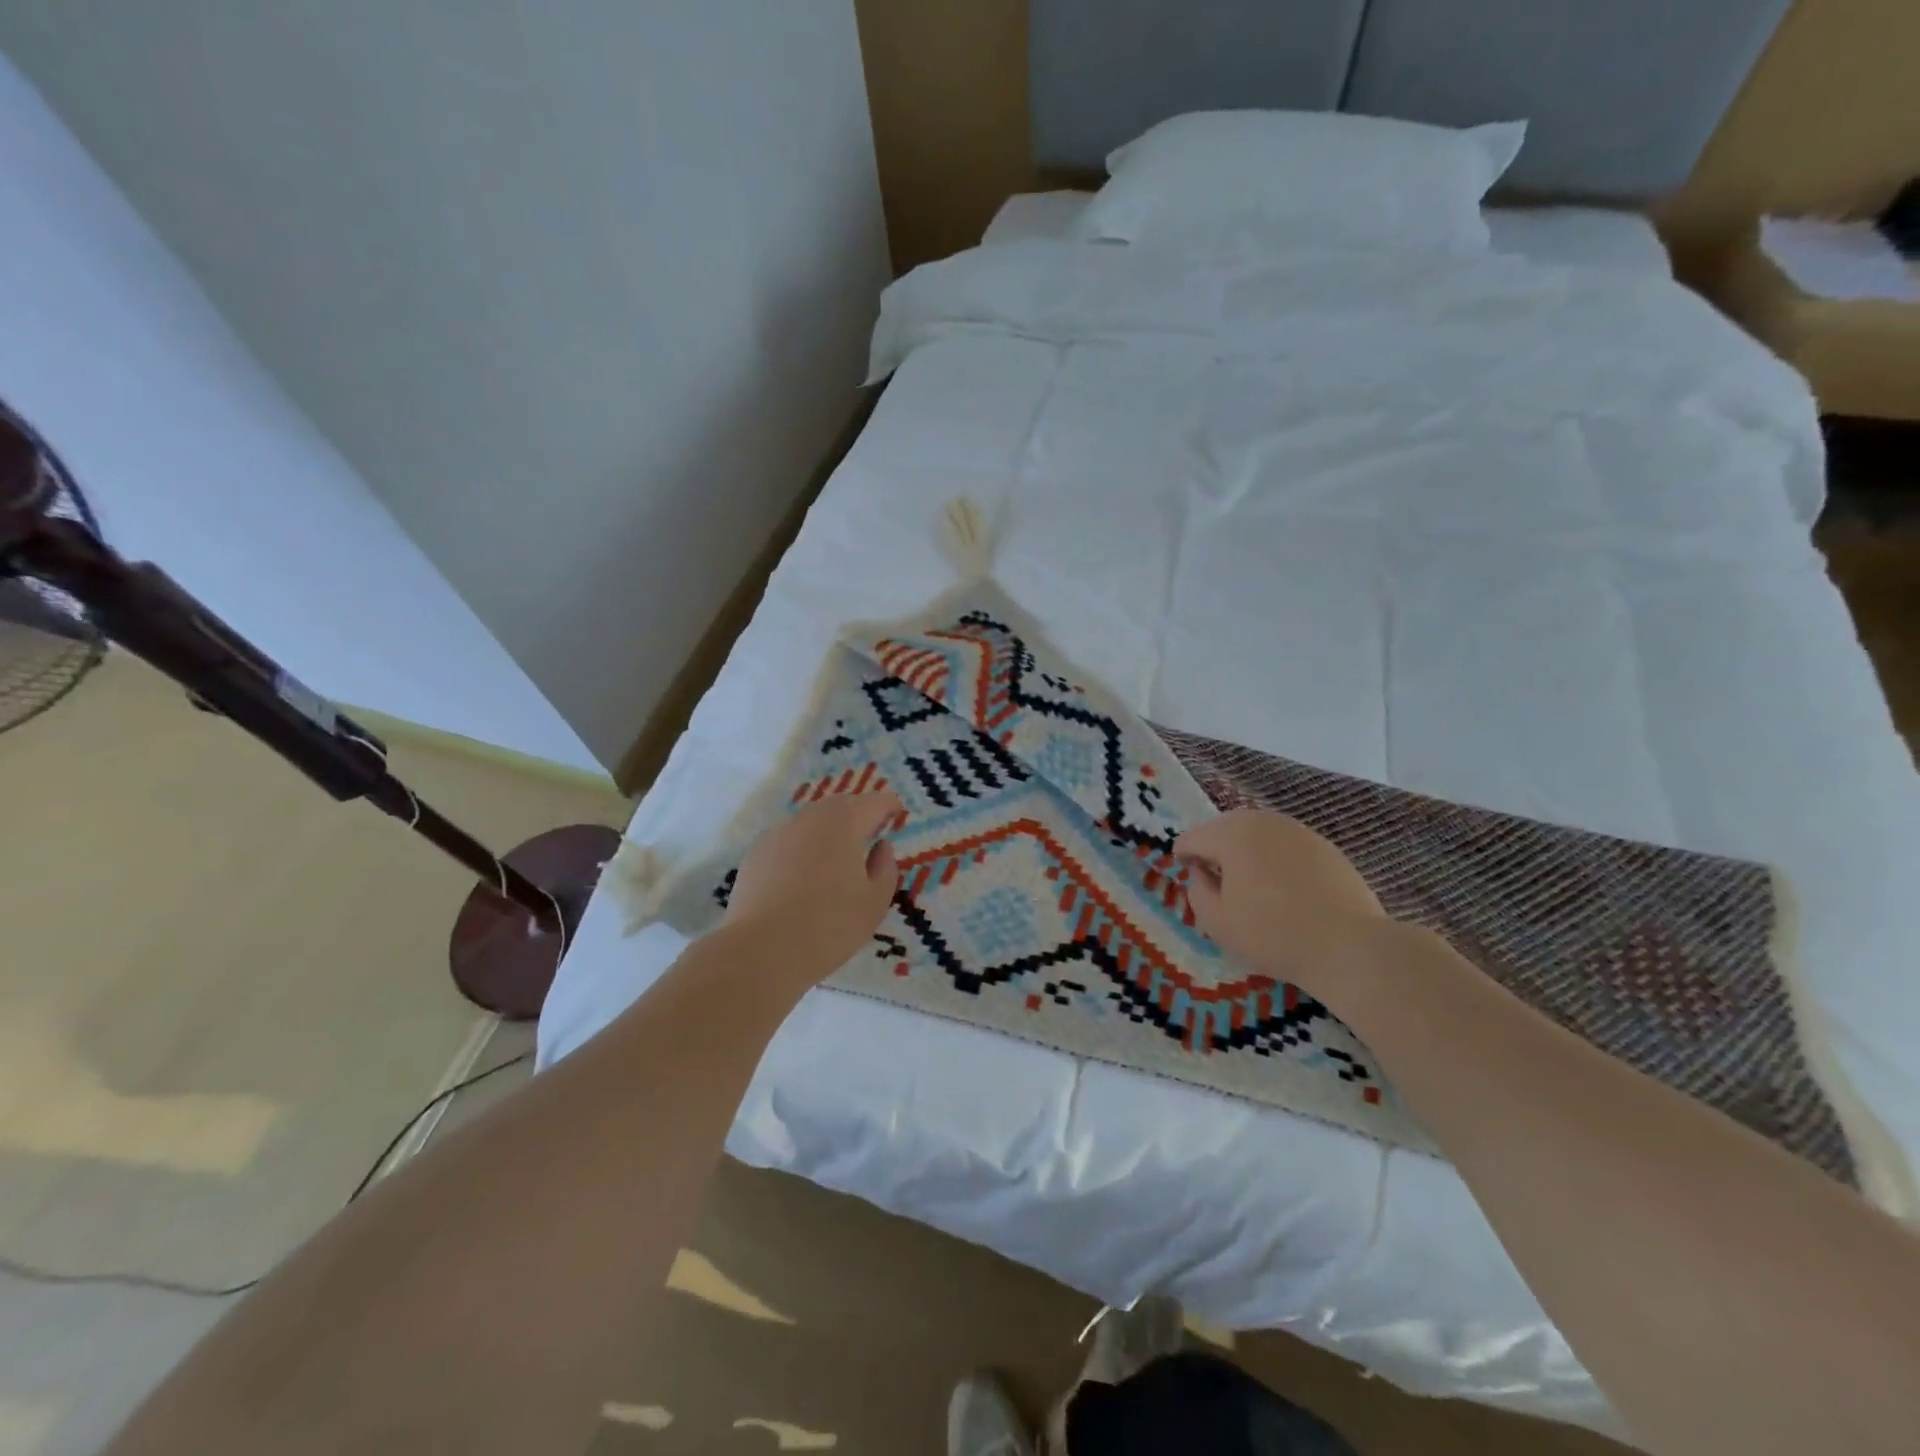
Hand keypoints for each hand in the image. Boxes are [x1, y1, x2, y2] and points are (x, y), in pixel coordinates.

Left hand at [721, 790, 903, 982]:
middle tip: (870, 828)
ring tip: (837, 852)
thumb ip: (885, 869)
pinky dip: (802, 847)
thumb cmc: (829, 925)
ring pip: (810, 822)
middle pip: (839, 806)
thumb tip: (881, 847)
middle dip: (857, 813)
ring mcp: (778, 834)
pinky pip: (788, 841)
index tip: (897, 812)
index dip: (888, 805)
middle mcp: (810, 819)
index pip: (873, 802)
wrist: (761, 950)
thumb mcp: (874, 903)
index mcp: (844, 823)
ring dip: (828, 830)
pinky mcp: (755, 854)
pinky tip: (803, 873)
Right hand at [1175, 809, 1390, 1000]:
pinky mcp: (1325, 846)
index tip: (1190, 881)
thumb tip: (1202, 874)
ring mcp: (1298, 831)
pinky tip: (1285, 892)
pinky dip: (1276, 861)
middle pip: (1224, 829)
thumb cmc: (1272, 934)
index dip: (1183, 859)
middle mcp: (1263, 821)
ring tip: (1251, 887)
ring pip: (1257, 835)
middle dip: (1215, 851)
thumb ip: (1197, 892)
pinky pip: (1286, 847)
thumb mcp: (1217, 922)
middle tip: (1218, 885)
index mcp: (1231, 834)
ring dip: (1246, 854)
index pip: (1192, 838)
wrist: (1349, 947)